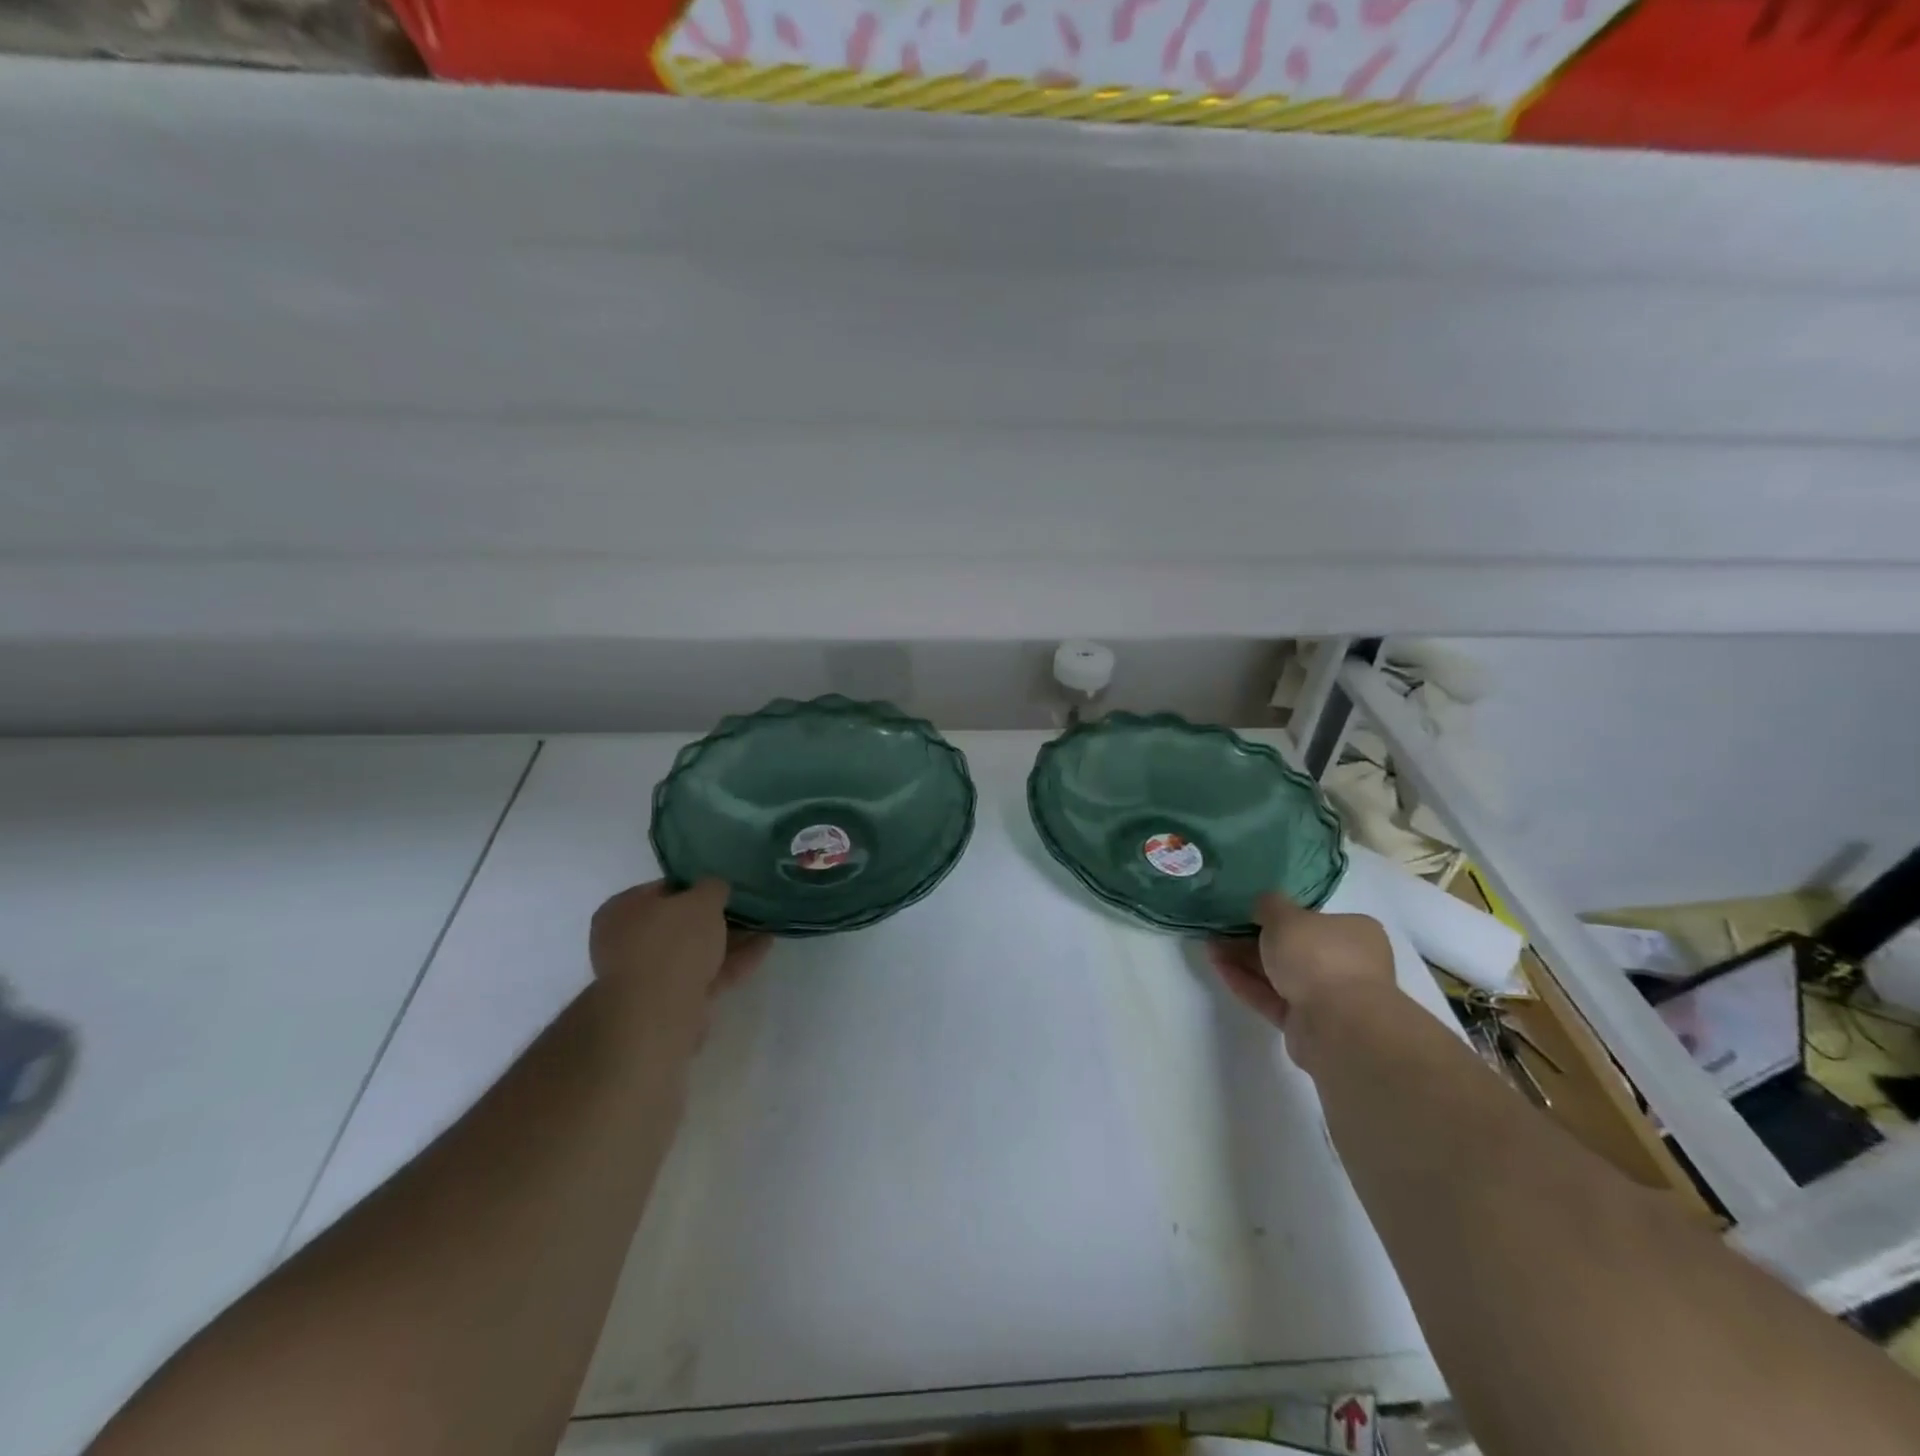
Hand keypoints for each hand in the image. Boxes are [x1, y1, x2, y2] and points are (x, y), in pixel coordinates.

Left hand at [589, 880, 770, 1050]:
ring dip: (728, 939)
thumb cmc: (672, 942)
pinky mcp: (671, 1001)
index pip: (662, 889)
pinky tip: (763, 947)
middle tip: (746, 906)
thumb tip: (715, 888)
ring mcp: (649, 975)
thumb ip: (713, 887)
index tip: (723, 886)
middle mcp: (627, 942)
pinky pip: (706, 974)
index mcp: (621, 911)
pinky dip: (732, 961)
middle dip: (715, 917)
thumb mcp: (702, 900)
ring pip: (694, 951)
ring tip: (764, 925)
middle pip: (679, 924)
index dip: (695, 885)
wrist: (659, 1013)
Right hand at [1207, 891, 1396, 1059]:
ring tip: (1210, 946)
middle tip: (1222, 929)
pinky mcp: (1307, 1024)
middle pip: (1294, 948)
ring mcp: (1328, 997)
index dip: (1281, 914)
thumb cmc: (1319, 956)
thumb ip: (1269, 905)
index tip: (1249, 911)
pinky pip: (1272, 998)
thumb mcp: (1286, 916)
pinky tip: (1218, 967)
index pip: (1315, 919)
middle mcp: (1347, 964)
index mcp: (1355, 933)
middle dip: (1255, 939)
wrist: (1338, 1026)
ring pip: (1280, 974)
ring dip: (1245, 960)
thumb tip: (1263, 904)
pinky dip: (1247, 983)